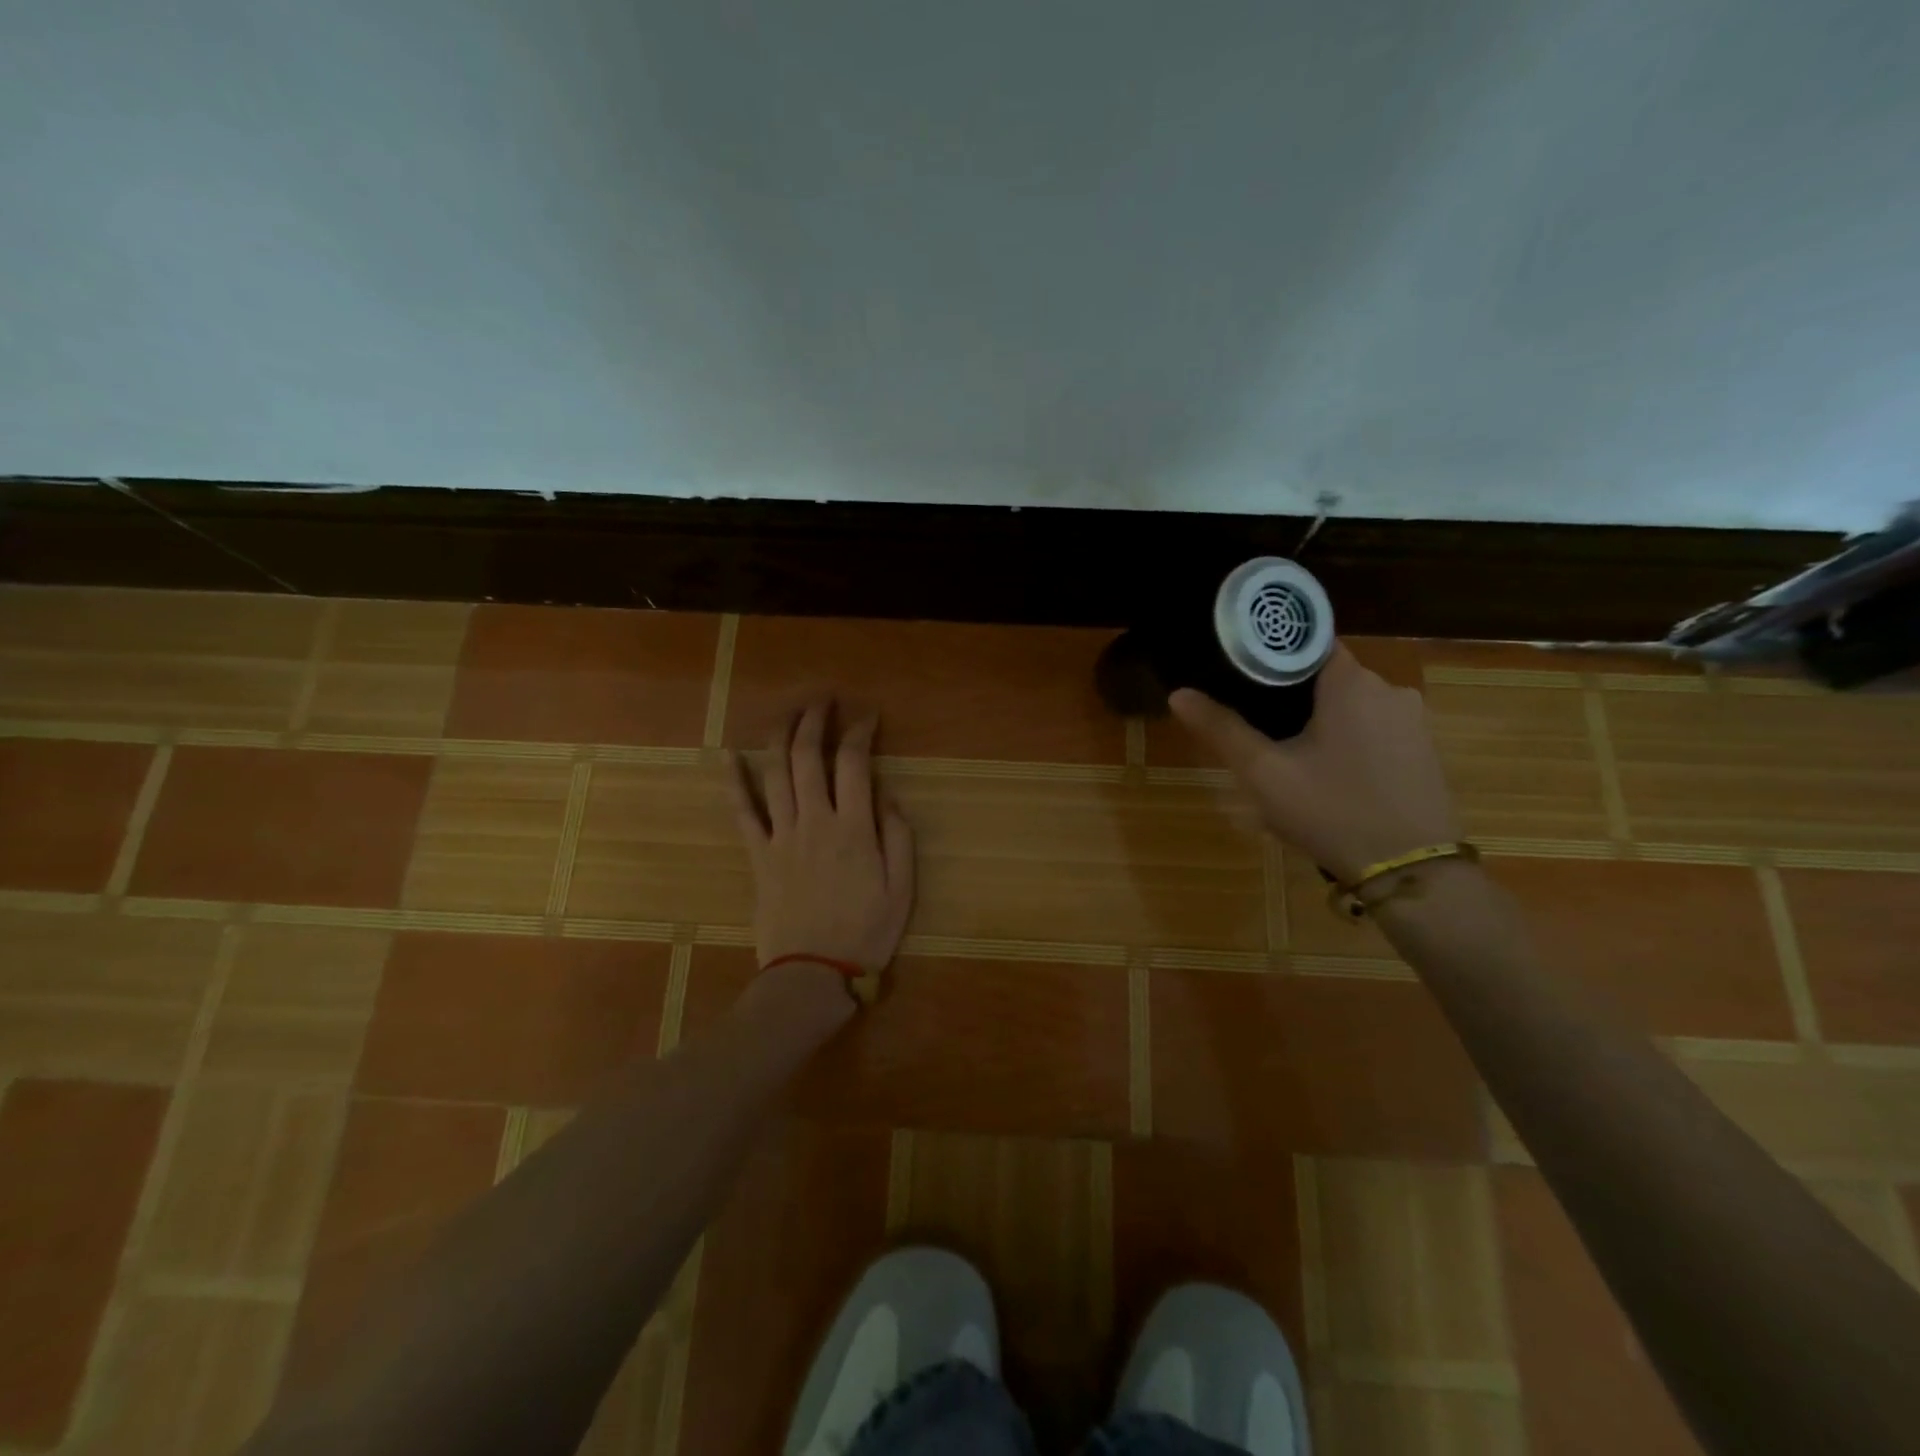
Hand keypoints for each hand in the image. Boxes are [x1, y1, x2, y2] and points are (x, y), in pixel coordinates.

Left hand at [728, 700, 915, 976]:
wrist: (812, 973)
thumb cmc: (866, 932)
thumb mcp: (903, 888)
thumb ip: (898, 836)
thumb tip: (887, 795)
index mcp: (853, 827)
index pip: (854, 762)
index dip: (860, 731)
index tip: (868, 716)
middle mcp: (814, 820)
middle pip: (808, 756)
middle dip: (815, 720)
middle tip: (823, 699)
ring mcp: (781, 835)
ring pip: (776, 773)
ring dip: (781, 736)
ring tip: (789, 713)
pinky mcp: (758, 855)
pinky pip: (743, 811)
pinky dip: (735, 781)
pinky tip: (730, 756)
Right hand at [1170, 645, 1461, 883]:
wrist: (1411, 872)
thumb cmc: (1331, 811)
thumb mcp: (1264, 773)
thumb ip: (1221, 729)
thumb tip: (1178, 694)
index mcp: (1350, 682)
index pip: (1305, 644)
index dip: (1269, 657)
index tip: (1240, 677)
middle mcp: (1389, 688)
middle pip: (1326, 676)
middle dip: (1291, 697)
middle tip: (1257, 728)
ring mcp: (1413, 720)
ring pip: (1351, 705)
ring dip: (1321, 722)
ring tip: (1289, 757)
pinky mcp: (1425, 750)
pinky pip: (1375, 729)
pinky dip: (1348, 740)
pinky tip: (1330, 776)